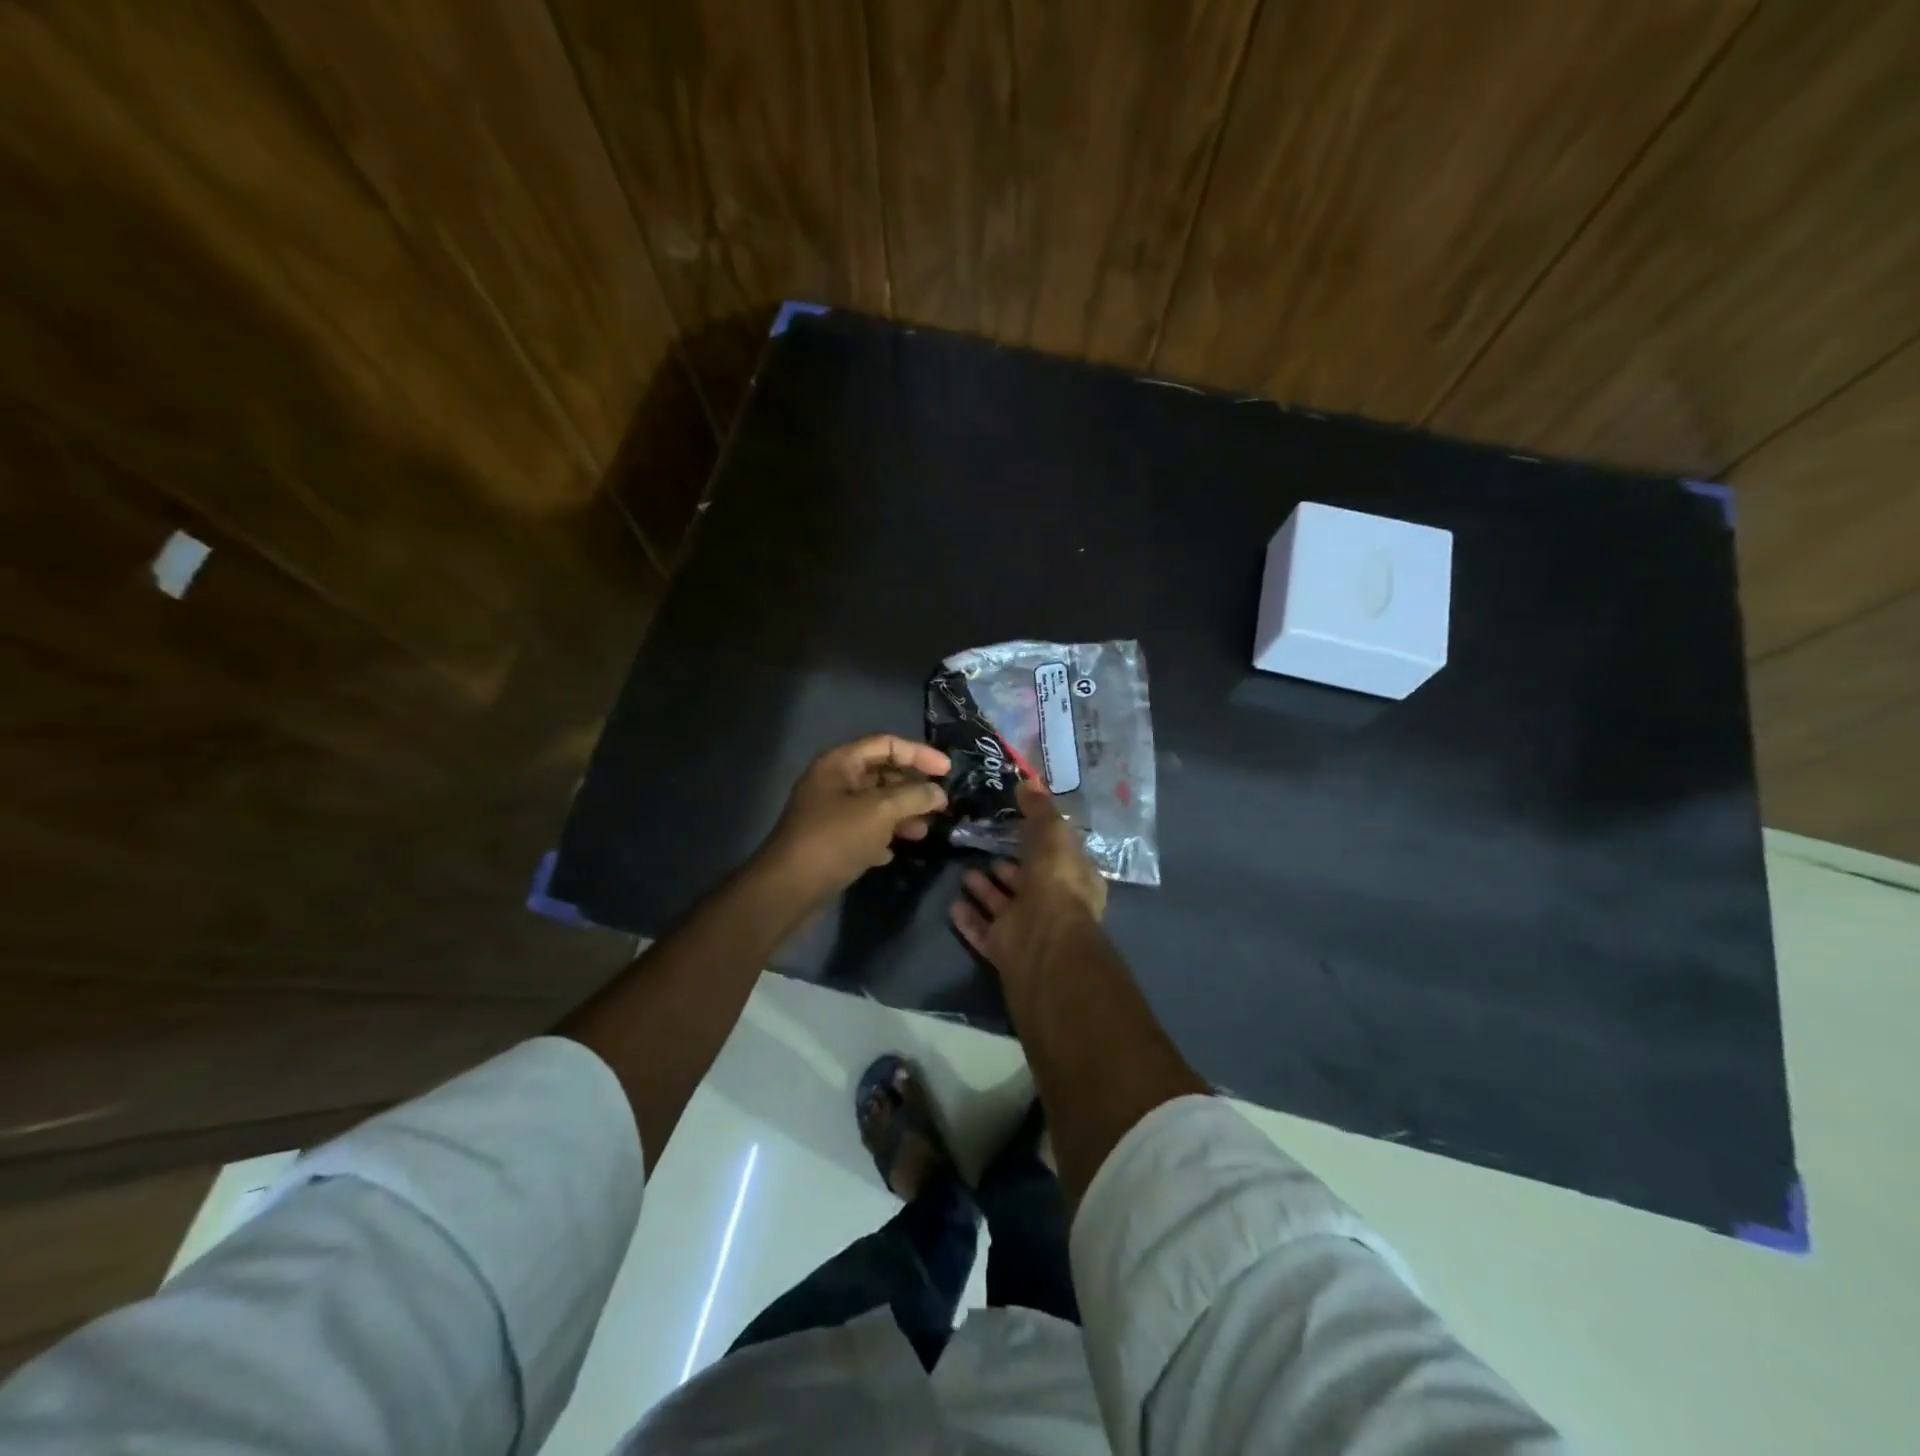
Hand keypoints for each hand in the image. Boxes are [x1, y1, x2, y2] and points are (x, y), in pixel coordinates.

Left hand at [758, 734, 950, 904]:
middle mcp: (833, 782)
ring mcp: (830, 813)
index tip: (948, 770)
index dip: (919, 754)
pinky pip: (863, 830)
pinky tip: (893, 852)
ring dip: (901, 815)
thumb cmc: (835, 839)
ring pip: (875, 805)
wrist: (789, 889)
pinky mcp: (830, 841)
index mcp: (839, 763)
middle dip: (912, 788)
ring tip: (923, 832)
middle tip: (940, 805)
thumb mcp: (880, 812)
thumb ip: (914, 796)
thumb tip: (938, 793)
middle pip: (882, 774)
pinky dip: (882, 837)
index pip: (886, 745)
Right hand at [951, 781, 1106, 980]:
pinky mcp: (1004, 950)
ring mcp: (1028, 929)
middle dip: (1008, 866)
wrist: (1043, 944)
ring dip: (985, 890)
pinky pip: (983, 930)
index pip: (1059, 856)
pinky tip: (952, 904)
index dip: (1041, 840)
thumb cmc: (1056, 883)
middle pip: (1028, 881)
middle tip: (985, 847)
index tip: (1017, 824)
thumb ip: (1040, 810)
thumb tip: (1028, 782)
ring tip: (965, 871)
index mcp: (1074, 879)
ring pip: (1003, 906)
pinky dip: (969, 918)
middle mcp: (1054, 905)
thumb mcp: (1053, 834)